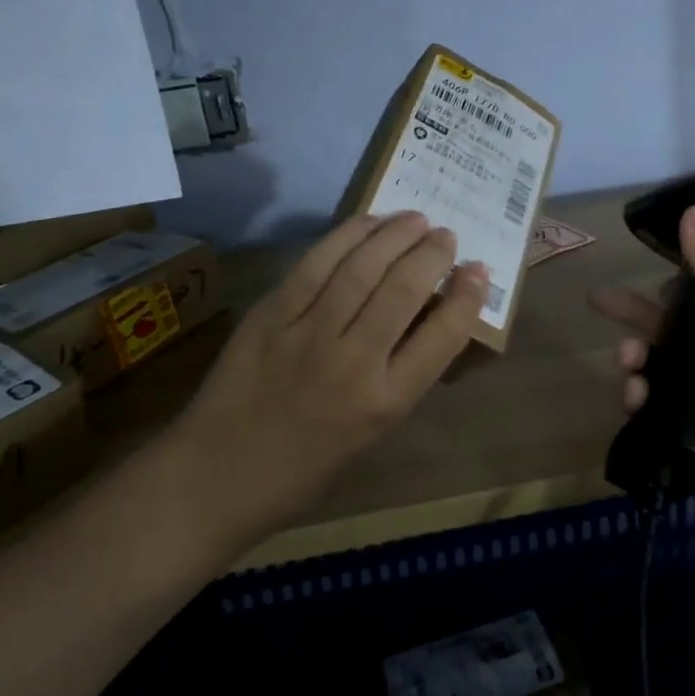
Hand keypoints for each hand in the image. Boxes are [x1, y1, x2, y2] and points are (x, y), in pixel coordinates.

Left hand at [171, 211, 487, 548]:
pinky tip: (368, 223)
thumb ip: (400, 374)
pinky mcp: (271, 315)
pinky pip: (316, 264)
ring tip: (416, 219)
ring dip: (396, 235)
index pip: (443, 336)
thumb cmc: (303, 468)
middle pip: (404, 289)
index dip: (468, 296)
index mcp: (384, 403)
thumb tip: (426, 318)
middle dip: (433, 253)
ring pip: (362, 267)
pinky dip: (347, 236)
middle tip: (447, 235)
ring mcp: (307, 334)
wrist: (216, 477)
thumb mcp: (370, 431)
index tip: (478, 270)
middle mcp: (352, 363)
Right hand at [588, 204, 694, 557]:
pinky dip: (637, 402)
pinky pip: (649, 414)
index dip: (671, 278)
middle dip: (634, 317)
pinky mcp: (688, 445)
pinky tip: (635, 402)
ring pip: (655, 372)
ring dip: (635, 362)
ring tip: (630, 366)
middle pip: (670, 331)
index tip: (641, 263)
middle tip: (596, 302)